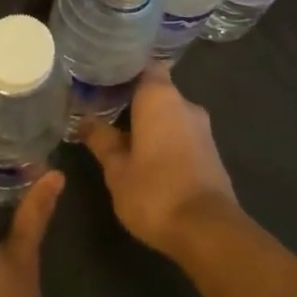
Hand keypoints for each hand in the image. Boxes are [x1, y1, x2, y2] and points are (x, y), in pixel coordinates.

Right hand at [81, 68, 237, 259]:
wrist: (208, 230)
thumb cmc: (154, 191)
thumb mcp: (116, 169)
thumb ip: (101, 140)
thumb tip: (85, 122)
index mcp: (160, 97)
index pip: (144, 66)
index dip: (125, 71)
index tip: (105, 81)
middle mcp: (185, 104)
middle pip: (157, 91)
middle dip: (135, 102)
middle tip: (107, 113)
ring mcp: (202, 128)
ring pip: (171, 115)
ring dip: (152, 124)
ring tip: (124, 138)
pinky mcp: (212, 152)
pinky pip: (183, 135)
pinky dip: (167, 140)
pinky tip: (149, 159)